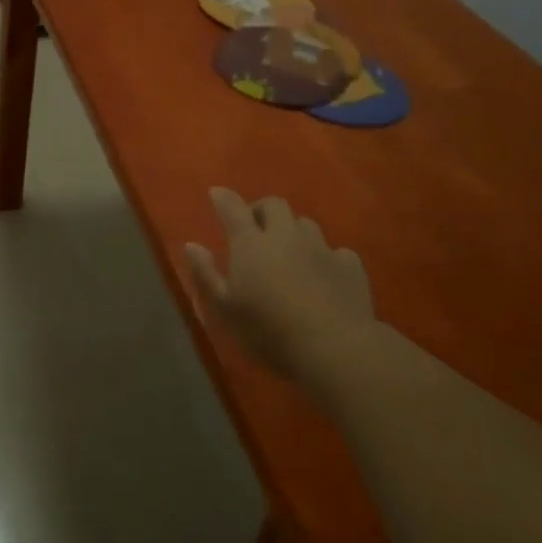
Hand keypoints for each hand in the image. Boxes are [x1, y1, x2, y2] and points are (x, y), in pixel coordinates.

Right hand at [184, 188, 378, 383]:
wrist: (335, 348)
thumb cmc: (268, 330)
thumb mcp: (225, 308)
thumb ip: (206, 273)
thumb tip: (191, 245)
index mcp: (251, 243)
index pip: (232, 207)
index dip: (222, 198)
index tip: (216, 194)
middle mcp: (286, 236)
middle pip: (274, 205)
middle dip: (261, 210)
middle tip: (254, 229)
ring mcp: (321, 248)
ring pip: (305, 224)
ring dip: (293, 231)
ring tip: (288, 252)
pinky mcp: (350, 266)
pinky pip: (335, 251)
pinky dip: (324, 257)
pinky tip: (322, 274)